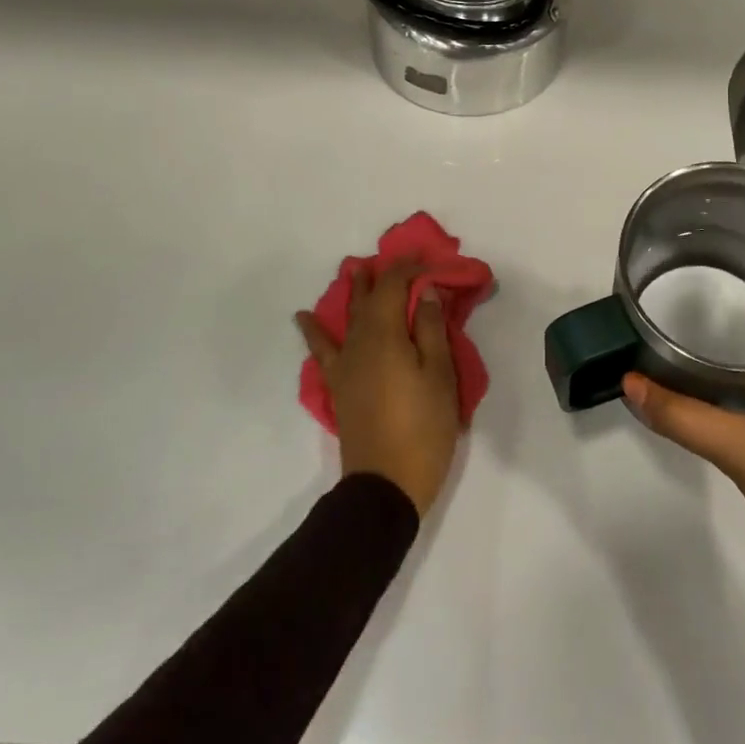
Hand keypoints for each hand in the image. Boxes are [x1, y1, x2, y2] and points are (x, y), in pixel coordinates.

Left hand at [296, 262, 460, 518]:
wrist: (385, 485)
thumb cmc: (423, 428)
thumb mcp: (440, 376)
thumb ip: (431, 329)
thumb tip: (424, 291)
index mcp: (386, 336)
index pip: (394, 286)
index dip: (409, 267)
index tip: (428, 258)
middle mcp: (359, 343)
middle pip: (368, 299)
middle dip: (381, 275)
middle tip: (393, 257)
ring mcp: (345, 366)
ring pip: (348, 318)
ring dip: (354, 292)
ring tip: (354, 270)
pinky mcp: (339, 387)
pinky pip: (323, 350)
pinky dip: (314, 332)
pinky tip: (304, 319)